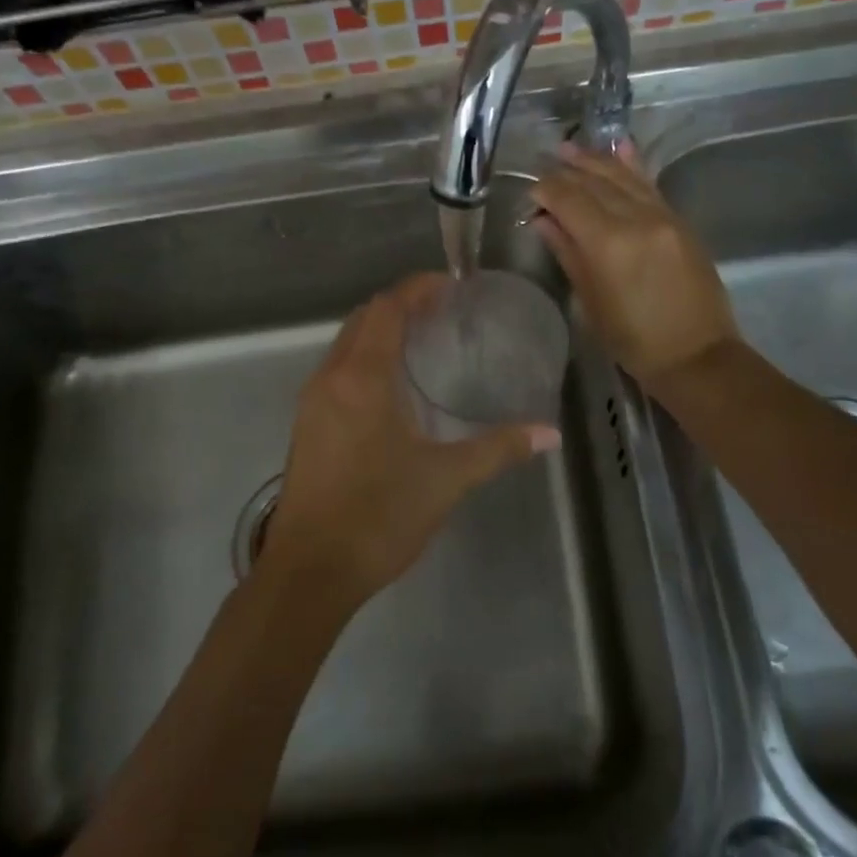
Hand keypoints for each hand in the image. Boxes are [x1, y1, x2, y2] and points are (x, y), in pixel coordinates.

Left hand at [260, 274, 559, 612]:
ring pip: (345, 345)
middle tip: (443, 311)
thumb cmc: (378, 516)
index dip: (417, 288)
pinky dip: (365, 359)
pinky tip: (392, 386)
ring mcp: (311, 403)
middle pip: (363, 319)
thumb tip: (550, 434)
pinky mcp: (306, 426)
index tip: (451, 284)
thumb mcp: (445, 480)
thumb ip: (498, 449)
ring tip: (422, 341)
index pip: (387, 309)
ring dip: (379, 332)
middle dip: (400, 306)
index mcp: (361, 378)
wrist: (310, 571)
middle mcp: (330, 378)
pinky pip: (337, 371)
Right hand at [529, 140, 739, 387]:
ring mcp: (662, 216)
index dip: (547, 190)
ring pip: (623, 177)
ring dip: (595, 161)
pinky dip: (632, 165)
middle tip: (546, 163)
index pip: (569, 199)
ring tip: (571, 149)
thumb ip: (568, 253)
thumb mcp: (591, 301)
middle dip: (567, 171)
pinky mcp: (679, 221)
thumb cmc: (633, 339)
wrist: (697, 354)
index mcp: (608, 242)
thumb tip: (544, 221)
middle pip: (595, 182)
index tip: (531, 190)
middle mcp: (636, 218)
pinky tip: (620, 146)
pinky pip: (650, 184)